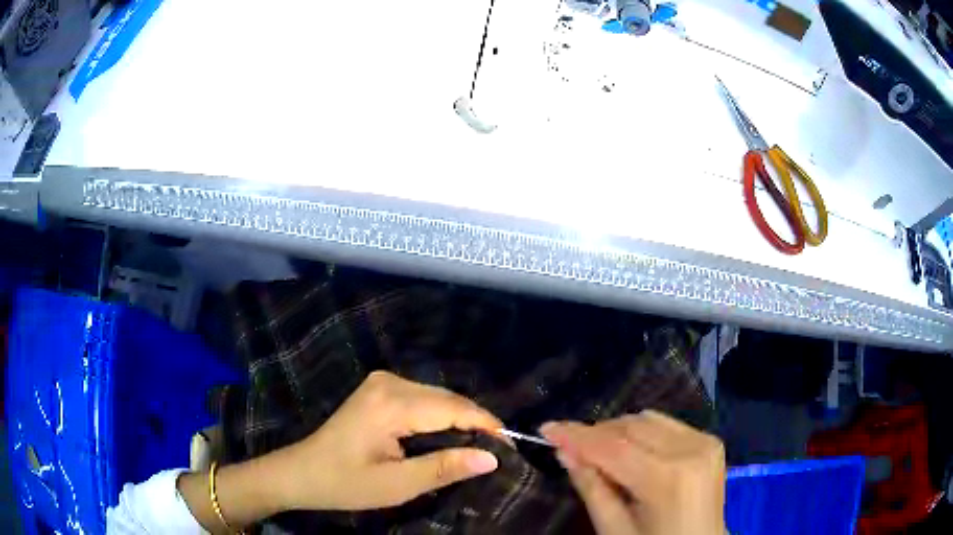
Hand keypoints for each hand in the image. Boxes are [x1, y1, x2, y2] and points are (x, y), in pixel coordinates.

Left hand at [272, 371, 502, 510]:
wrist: (302, 472)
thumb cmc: (346, 483)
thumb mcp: (398, 485)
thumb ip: (445, 468)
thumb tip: (492, 458)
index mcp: (392, 403)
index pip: (454, 408)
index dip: (487, 425)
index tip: (511, 447)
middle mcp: (389, 382)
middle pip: (447, 399)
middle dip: (476, 423)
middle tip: (497, 453)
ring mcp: (382, 382)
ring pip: (437, 397)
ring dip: (460, 420)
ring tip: (480, 447)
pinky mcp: (380, 389)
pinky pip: (423, 399)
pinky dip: (441, 417)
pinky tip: (449, 436)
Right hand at [540, 411, 725, 534]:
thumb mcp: (614, 528)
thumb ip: (591, 487)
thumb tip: (564, 451)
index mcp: (668, 479)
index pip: (613, 447)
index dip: (576, 435)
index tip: (546, 428)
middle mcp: (691, 450)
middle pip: (631, 427)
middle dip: (595, 433)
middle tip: (568, 446)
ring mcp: (705, 442)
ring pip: (648, 420)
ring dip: (617, 432)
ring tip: (598, 452)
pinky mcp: (711, 440)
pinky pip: (667, 425)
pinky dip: (642, 433)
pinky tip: (631, 451)